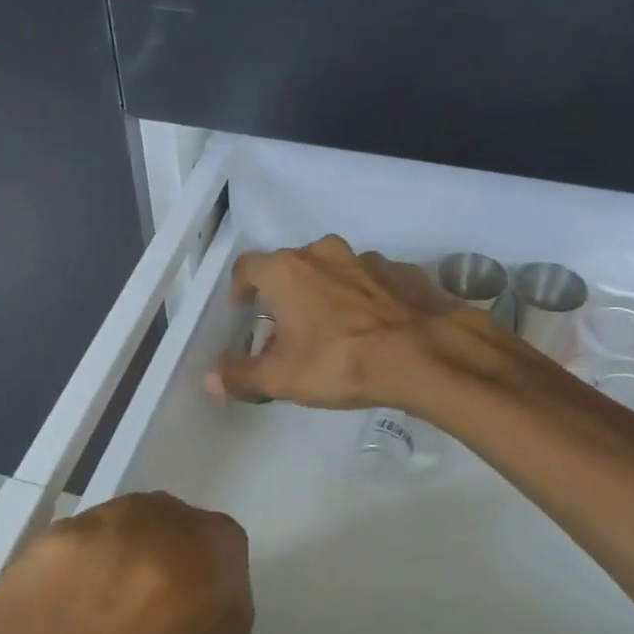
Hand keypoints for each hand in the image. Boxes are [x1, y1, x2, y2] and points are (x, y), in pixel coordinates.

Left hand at [5, 493, 252, 633]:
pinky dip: (78, 594)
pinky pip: (80, 566)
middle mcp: (173, 512)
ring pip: (122, 558)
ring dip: (116, 596)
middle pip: (171, 561)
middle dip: (161, 606)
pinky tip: (70, 632)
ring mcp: (120, 512)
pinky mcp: (74, 525)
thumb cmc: (194, 617)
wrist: (121, 589)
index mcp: (221, 537)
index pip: (219, 579)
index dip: (204, 625)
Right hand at [205, 235, 475, 410]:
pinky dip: (366, 297)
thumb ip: (242, 376)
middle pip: (293, 266)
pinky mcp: (403, 271)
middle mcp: (324, 253)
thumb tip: (210, 380)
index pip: (249, 266)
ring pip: (335, 271)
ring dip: (328, 292)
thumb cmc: (340, 361)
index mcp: (287, 271)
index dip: (241, 287)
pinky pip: (373, 281)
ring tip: (333, 328)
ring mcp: (367, 259)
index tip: (243, 308)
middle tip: (288, 327)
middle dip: (286, 293)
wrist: (423, 354)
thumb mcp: (283, 378)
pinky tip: (374, 326)